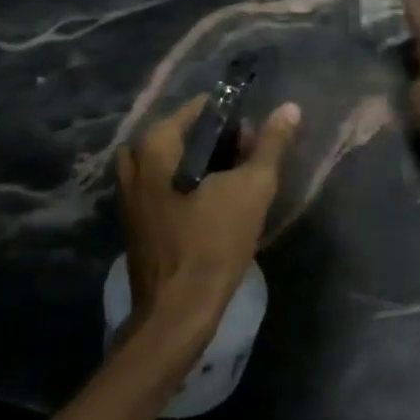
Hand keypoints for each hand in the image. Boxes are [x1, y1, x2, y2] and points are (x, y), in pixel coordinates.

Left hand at [116, 93, 301, 328]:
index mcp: (155, 146)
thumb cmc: (213, 242)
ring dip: (202, 167)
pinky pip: (162, 188)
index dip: (232, 119)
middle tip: (246, 163)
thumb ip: (271, 145)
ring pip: (171, 163)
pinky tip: (212, 209)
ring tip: (231, 185)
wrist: (178, 311)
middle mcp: (134, 163)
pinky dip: (186, 188)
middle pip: (182, 135)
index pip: (198, 109)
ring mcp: (129, 195)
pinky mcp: (134, 222)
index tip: (255, 141)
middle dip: (217, 143)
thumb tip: (290, 108)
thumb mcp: (252, 188)